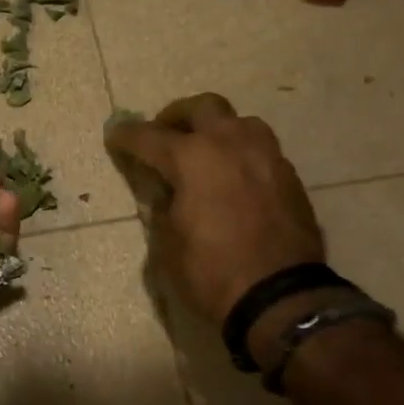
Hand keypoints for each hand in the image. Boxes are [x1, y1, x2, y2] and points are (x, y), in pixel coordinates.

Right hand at [105, 94, 324, 326]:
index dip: (128, 136)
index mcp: (193, 159)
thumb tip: (166, 194)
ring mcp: (266, 157)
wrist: (279, 297)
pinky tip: (232, 177)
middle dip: (177, 116)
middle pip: (202, 107)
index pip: (150, 137)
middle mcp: (231, 145)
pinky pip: (259, 149)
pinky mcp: (289, 176)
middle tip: (164, 134)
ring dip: (216, 129)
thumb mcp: (168, 246)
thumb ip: (162, 210)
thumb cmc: (211, 272)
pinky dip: (239, 153)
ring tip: (204, 152)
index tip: (115, 134)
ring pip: (239, 122)